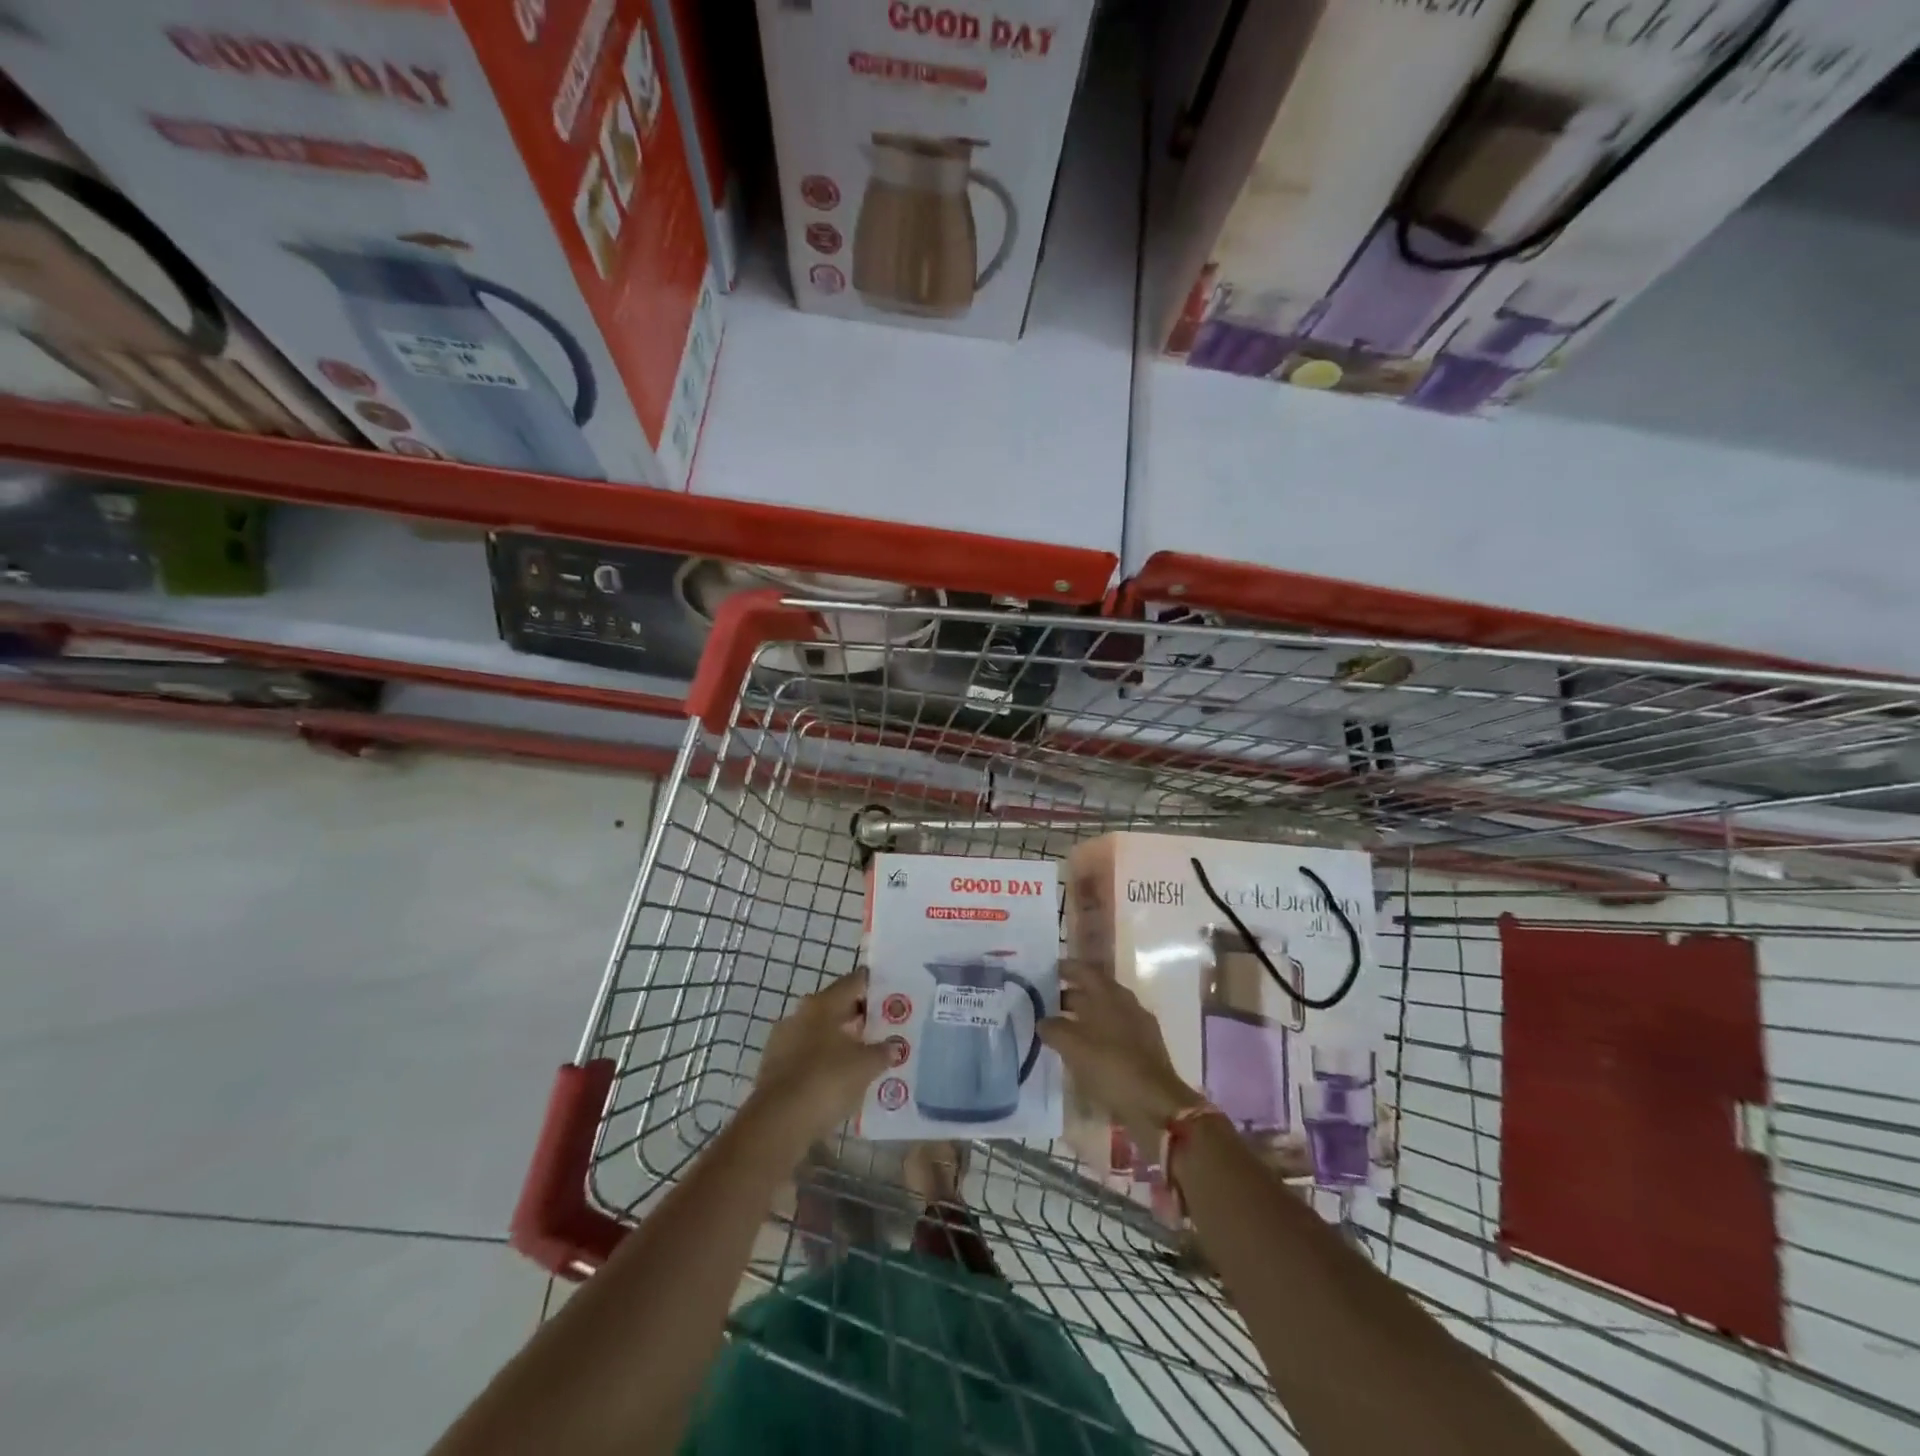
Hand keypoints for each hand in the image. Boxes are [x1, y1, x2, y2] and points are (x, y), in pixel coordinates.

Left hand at [751, 968, 891, 1145]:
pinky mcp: (774, 1068)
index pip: (854, 982)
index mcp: (822, 1004)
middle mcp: (800, 1014)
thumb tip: (893, 1045)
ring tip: (866, 1057)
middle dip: (860, 1017)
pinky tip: (841, 1078)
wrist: (778, 1124)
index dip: (875, 985)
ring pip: (820, 1032)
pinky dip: (825, 1061)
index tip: (893, 994)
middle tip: (885, 1029)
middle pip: (836, 1007)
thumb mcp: (865, 1066)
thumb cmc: (826, 1081)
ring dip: (841, 1041)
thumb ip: (882, 1052)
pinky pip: (807, 1056)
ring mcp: (783, 1041)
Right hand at [1040, 961, 1203, 1150]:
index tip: (1049, 970)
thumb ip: (1055, 1029)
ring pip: (1106, 1014)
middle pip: (1095, 992)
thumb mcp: (1074, 1047)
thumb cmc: (1112, 1068)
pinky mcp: (1146, 1051)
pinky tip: (1087, 1052)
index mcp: (1110, 995)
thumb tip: (1043, 1021)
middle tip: (1048, 1004)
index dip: (1067, 968)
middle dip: (1071, 995)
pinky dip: (1098, 1036)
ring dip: (1085, 1018)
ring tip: (1063, 1030)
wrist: (1158, 1106)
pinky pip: (1116, 1034)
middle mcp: (1126, 1005)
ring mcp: (1140, 1027)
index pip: (1085, 971)